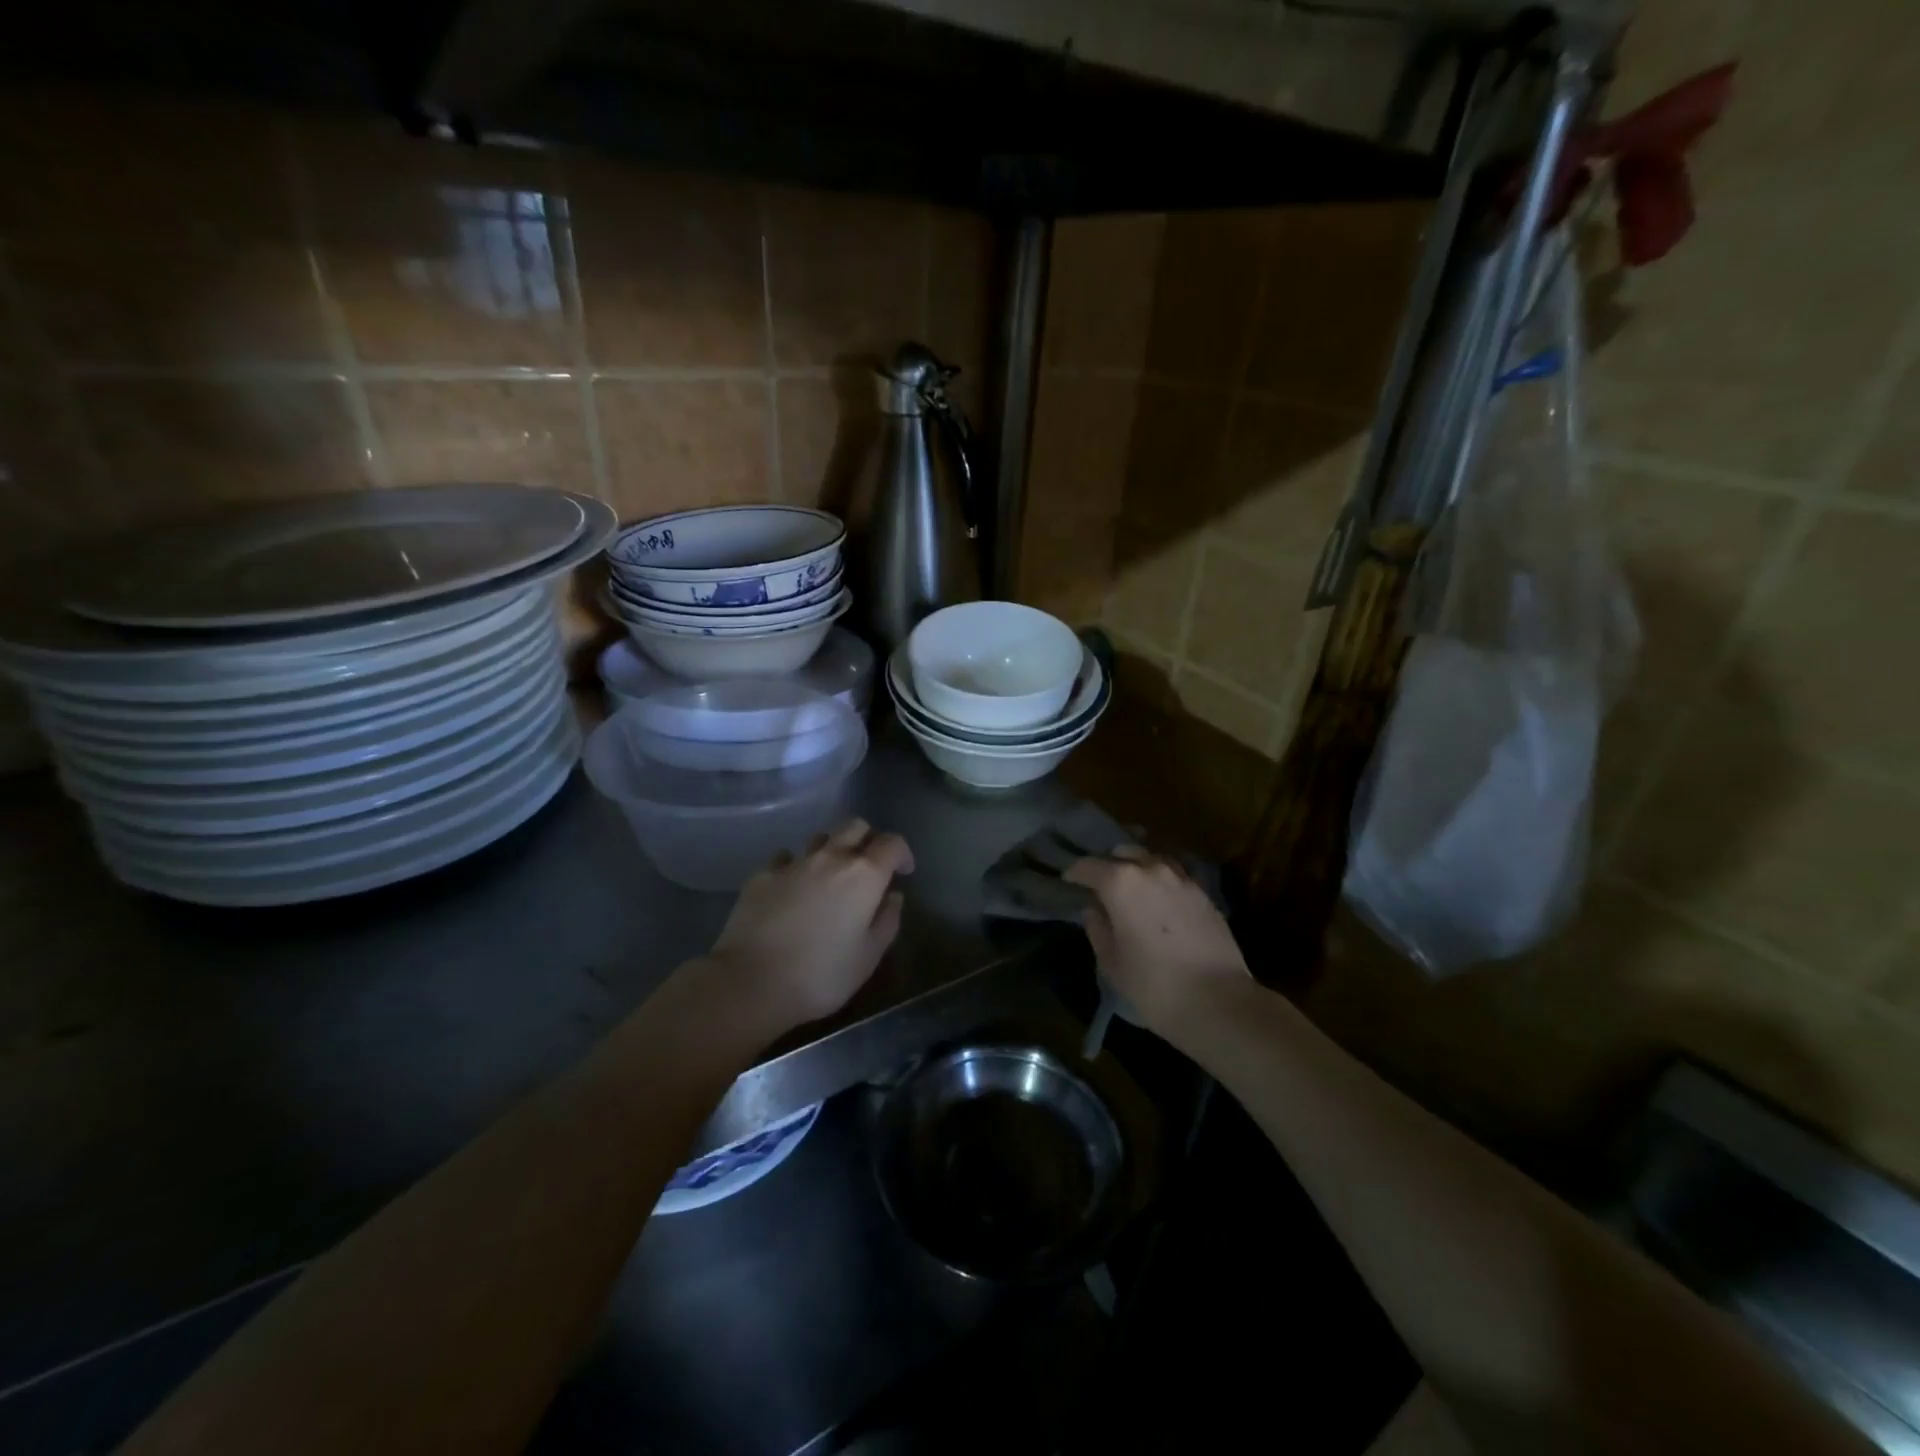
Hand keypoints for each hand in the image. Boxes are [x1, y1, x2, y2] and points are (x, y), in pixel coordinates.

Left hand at [704, 819, 913, 1034]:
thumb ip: (887, 921)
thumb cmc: (821, 975)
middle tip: (869, 867)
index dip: (902, 854)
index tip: (903, 873)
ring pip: (820, 837)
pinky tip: (792, 887)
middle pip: (855, 826)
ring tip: (829, 877)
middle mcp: (830, 857)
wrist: (750, 982)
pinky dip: (796, 866)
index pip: (892, 843)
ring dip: (831, 850)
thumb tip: (892, 897)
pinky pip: (785, 857)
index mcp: (864, 874)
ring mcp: (793, 862)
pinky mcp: (762, 874)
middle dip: (868, 840)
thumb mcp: (868, 957)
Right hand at [1064, 847, 1249, 1037]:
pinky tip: (1159, 900)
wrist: (1219, 1002)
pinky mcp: (1204, 894)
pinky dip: (1161, 881)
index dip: (1074, 873)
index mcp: (1120, 882)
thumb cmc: (1154, 985)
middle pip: (1122, 853)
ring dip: (1137, 867)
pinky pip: (1174, 876)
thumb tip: (1094, 911)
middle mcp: (1151, 869)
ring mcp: (1181, 879)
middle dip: (1108, 865)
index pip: (1088, 866)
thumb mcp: (1112, 962)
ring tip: (1131, 887)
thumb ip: (1097, 929)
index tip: (1067, 881)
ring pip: (1152, 859)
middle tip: (1099, 884)